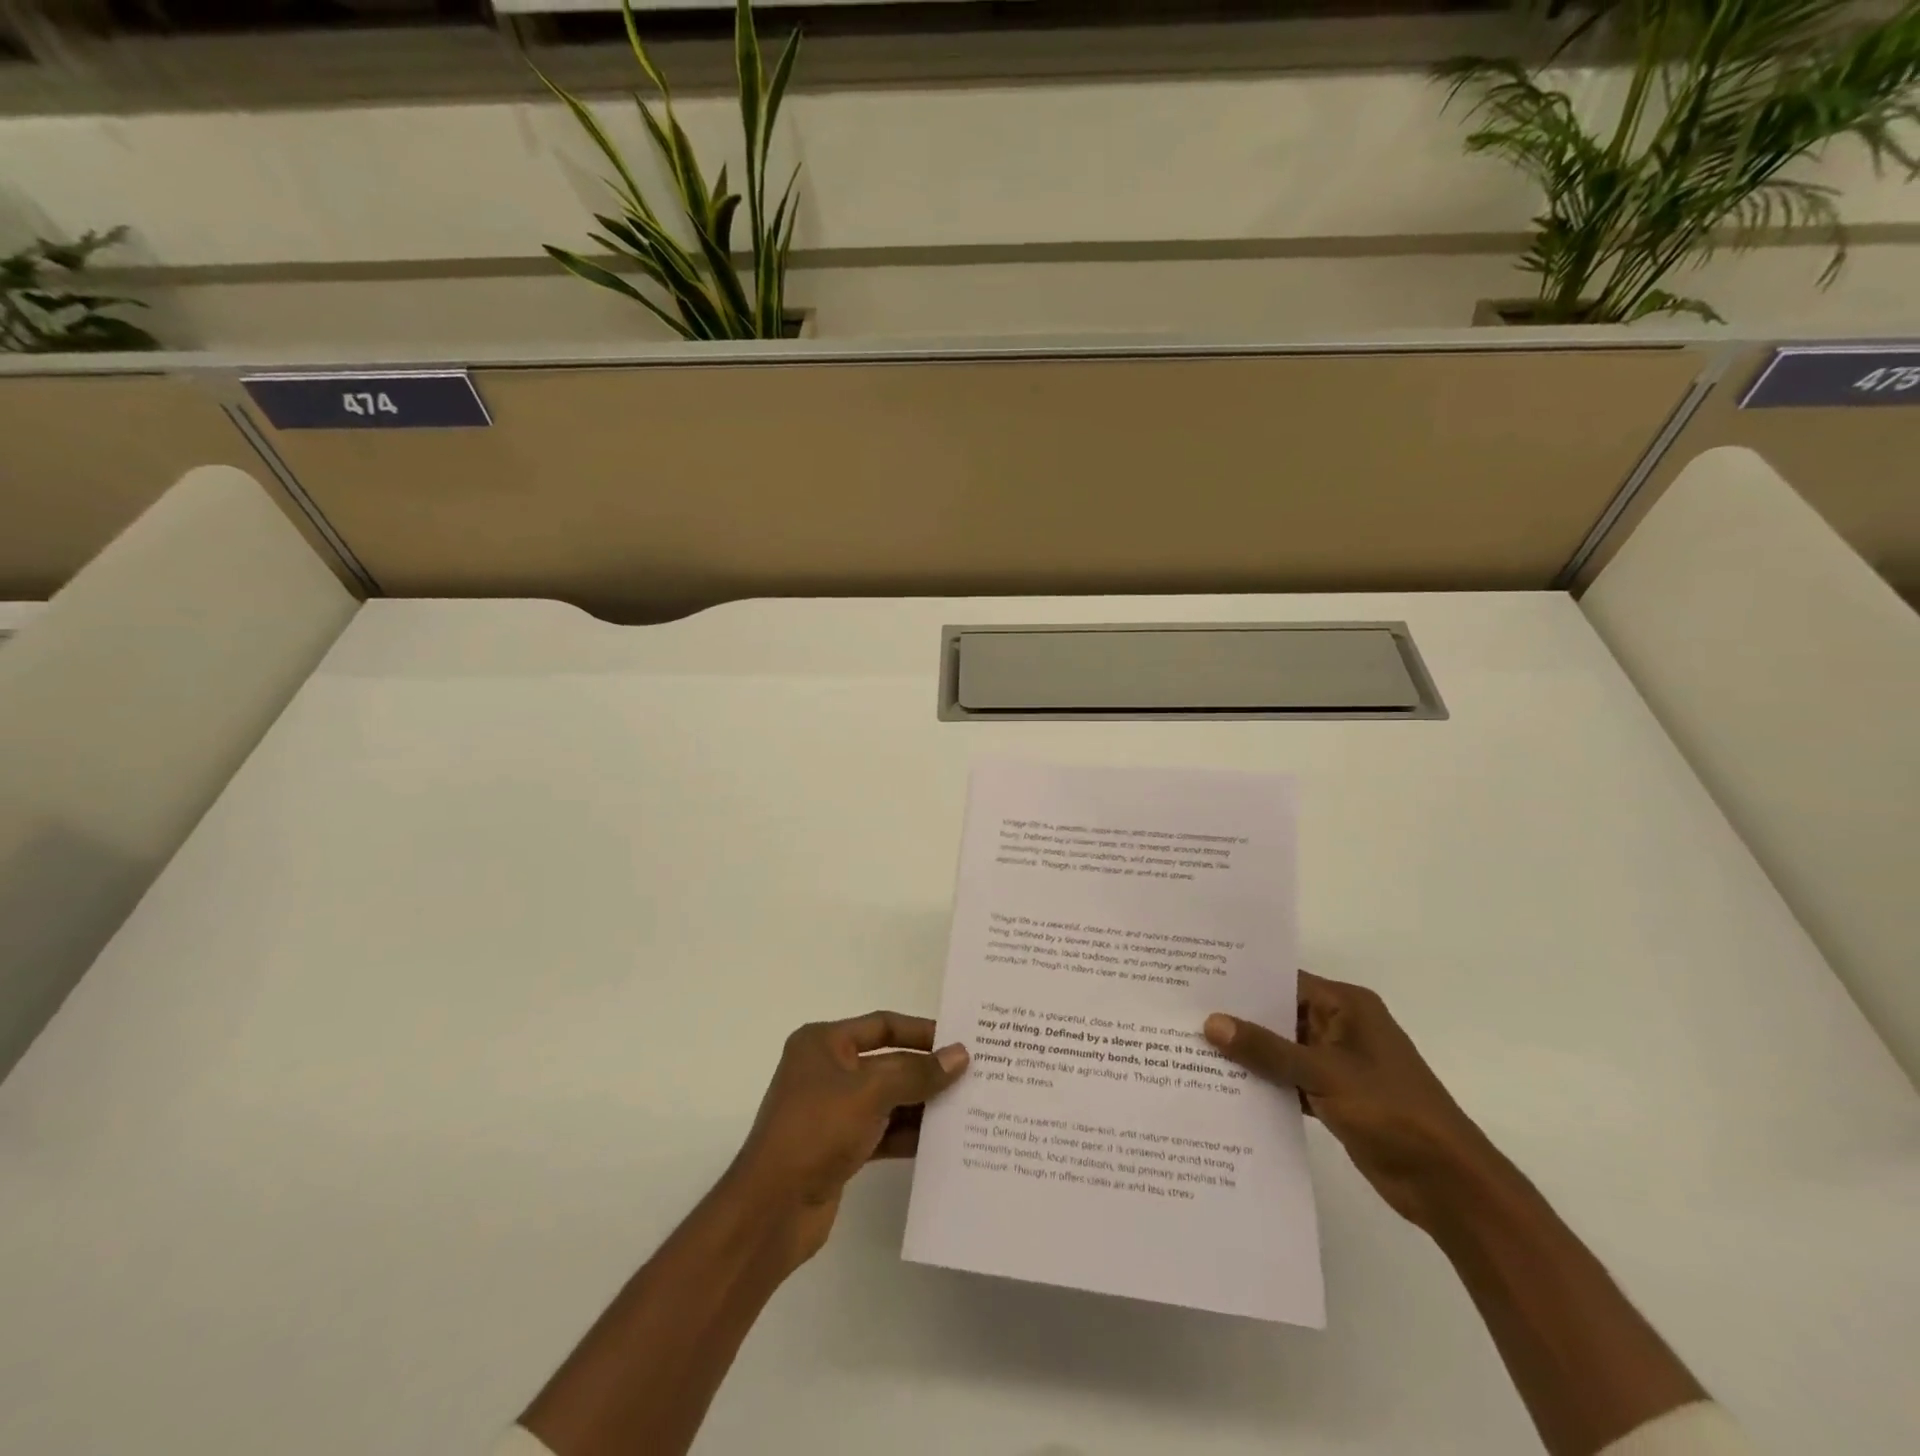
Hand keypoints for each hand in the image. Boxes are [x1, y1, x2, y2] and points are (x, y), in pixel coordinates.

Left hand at [727, 1011, 968, 1267]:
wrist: (771, 1211)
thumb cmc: (816, 1131)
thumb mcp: (870, 1092)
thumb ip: (918, 1073)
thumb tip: (961, 1055)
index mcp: (823, 1043)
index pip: (882, 1024)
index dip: (921, 1031)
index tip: (960, 1040)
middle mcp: (826, 1070)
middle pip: (888, 1062)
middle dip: (926, 1071)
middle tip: (973, 1075)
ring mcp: (832, 1111)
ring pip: (888, 1099)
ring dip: (922, 1104)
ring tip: (967, 1108)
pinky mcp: (840, 1147)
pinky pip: (883, 1131)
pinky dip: (909, 1134)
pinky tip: (943, 1142)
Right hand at [1205, 972, 1493, 1229]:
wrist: (1448, 1184)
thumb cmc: (1391, 1111)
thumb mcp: (1323, 1073)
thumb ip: (1266, 1049)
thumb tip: (1211, 1022)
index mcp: (1346, 1006)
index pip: (1284, 981)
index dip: (1242, 981)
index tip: (1196, 980)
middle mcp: (1340, 1027)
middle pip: (1280, 1015)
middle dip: (1238, 1019)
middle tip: (1184, 1014)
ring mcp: (1338, 1063)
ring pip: (1282, 1050)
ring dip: (1249, 1054)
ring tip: (1193, 1048)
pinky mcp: (1335, 1097)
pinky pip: (1289, 1080)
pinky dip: (1265, 1084)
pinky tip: (1225, 1087)